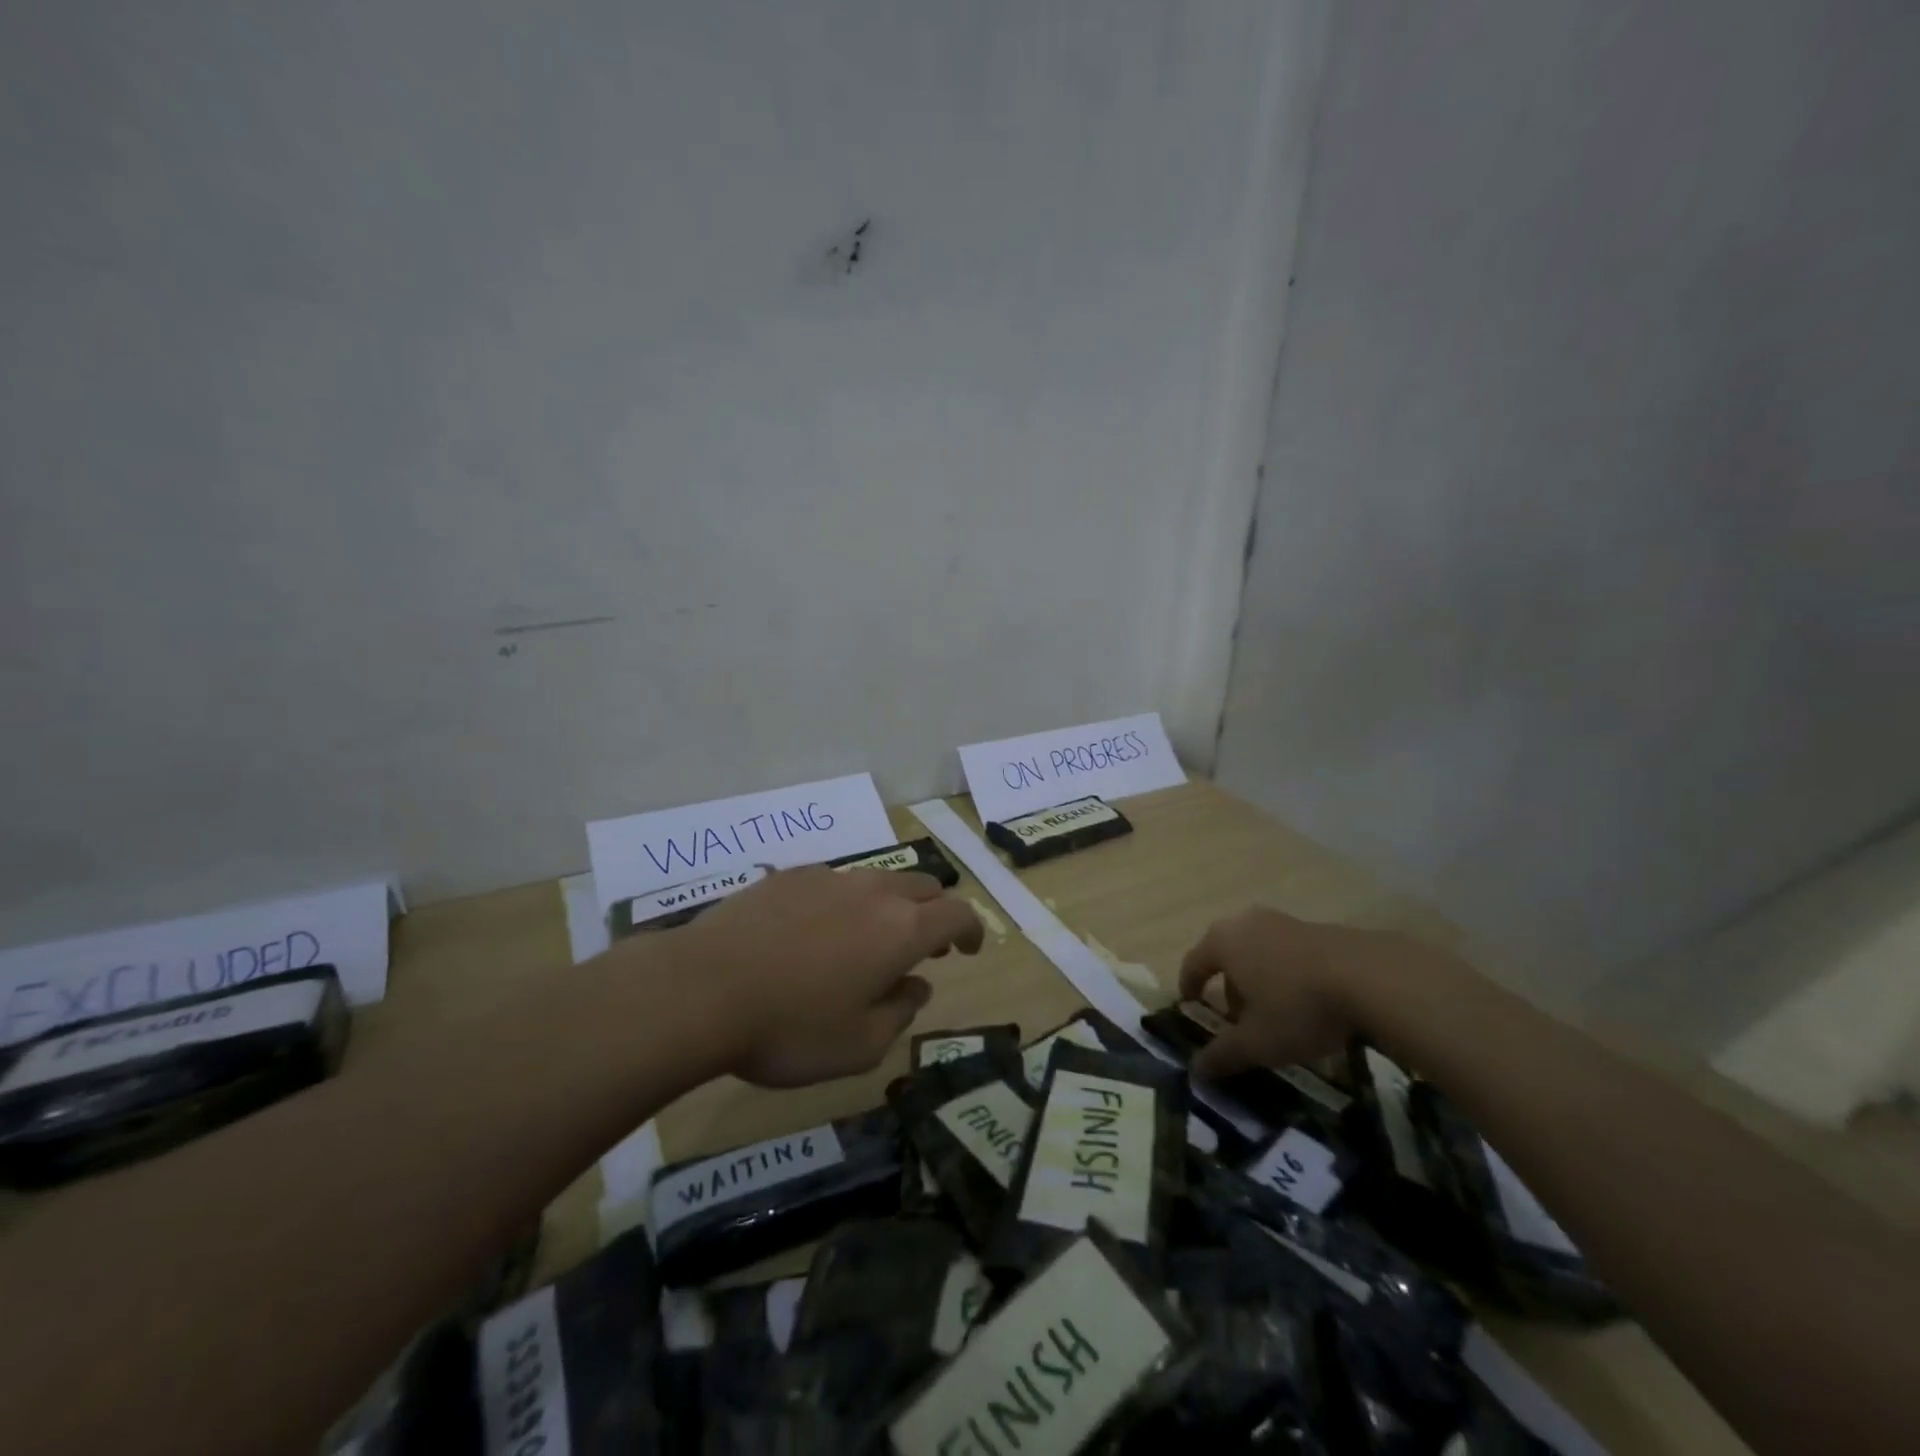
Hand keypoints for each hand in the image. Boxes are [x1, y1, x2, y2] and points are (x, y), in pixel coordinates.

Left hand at [674, 865, 983, 1087]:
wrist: (702, 989)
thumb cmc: (790, 1028)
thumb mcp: (858, 1046)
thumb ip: (900, 1014)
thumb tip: (916, 986)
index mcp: (901, 929)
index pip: (958, 913)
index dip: (971, 930)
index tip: (968, 950)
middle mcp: (873, 891)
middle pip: (923, 886)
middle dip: (933, 913)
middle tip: (920, 948)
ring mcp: (828, 877)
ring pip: (878, 880)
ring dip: (889, 906)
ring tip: (865, 941)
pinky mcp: (788, 876)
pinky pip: (834, 881)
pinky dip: (844, 902)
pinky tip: (814, 932)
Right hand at [1177, 906, 1460, 1080]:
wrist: (1371, 978)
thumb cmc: (1298, 1007)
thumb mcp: (1257, 1042)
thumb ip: (1222, 1055)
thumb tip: (1195, 1071)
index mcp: (1222, 942)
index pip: (1193, 963)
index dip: (1188, 987)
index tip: (1191, 1007)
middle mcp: (1246, 923)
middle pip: (1227, 956)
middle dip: (1229, 988)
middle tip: (1239, 1020)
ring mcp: (1284, 921)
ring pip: (1258, 953)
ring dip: (1259, 981)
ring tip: (1276, 1015)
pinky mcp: (1317, 928)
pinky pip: (1288, 953)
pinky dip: (1287, 975)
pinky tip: (1309, 1003)